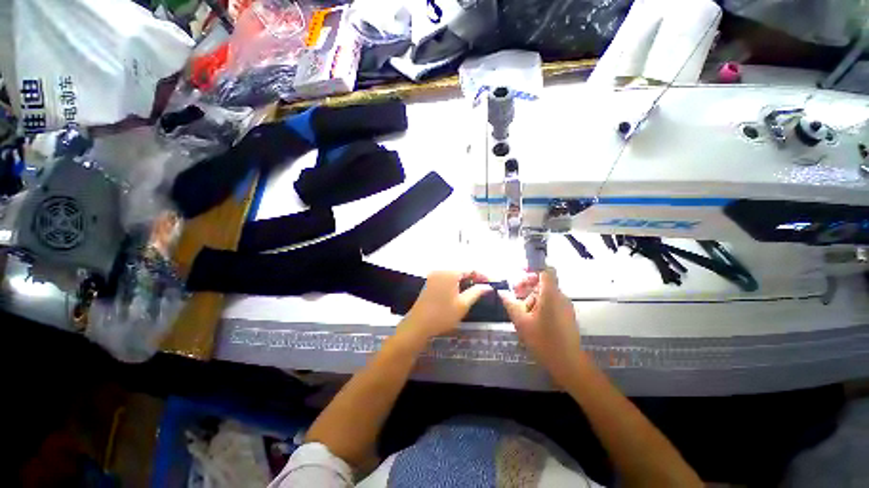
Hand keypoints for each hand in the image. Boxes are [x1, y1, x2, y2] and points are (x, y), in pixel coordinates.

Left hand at [398, 271, 491, 346]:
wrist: (418, 325)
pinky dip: (455, 281)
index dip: (482, 275)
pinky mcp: (430, 281)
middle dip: (474, 277)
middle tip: (484, 287)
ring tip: (474, 289)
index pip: (470, 268)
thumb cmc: (442, 315)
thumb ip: (476, 292)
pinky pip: (446, 277)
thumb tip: (488, 286)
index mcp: (450, 273)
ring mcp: (434, 275)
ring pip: (454, 273)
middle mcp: (441, 270)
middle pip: (461, 269)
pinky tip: (460, 291)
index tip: (491, 284)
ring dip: (465, 279)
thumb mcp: (463, 304)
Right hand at [500, 268, 586, 386]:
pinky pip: (551, 302)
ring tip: (520, 310)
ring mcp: (565, 306)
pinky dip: (539, 304)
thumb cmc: (543, 341)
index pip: (546, 270)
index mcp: (550, 295)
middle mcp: (560, 296)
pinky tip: (530, 317)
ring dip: (531, 296)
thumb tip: (501, 292)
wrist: (568, 364)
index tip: (519, 274)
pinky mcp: (566, 315)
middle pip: (543, 282)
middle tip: (514, 294)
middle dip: (527, 285)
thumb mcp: (521, 322)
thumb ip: (510, 304)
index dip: (532, 268)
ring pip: (546, 293)